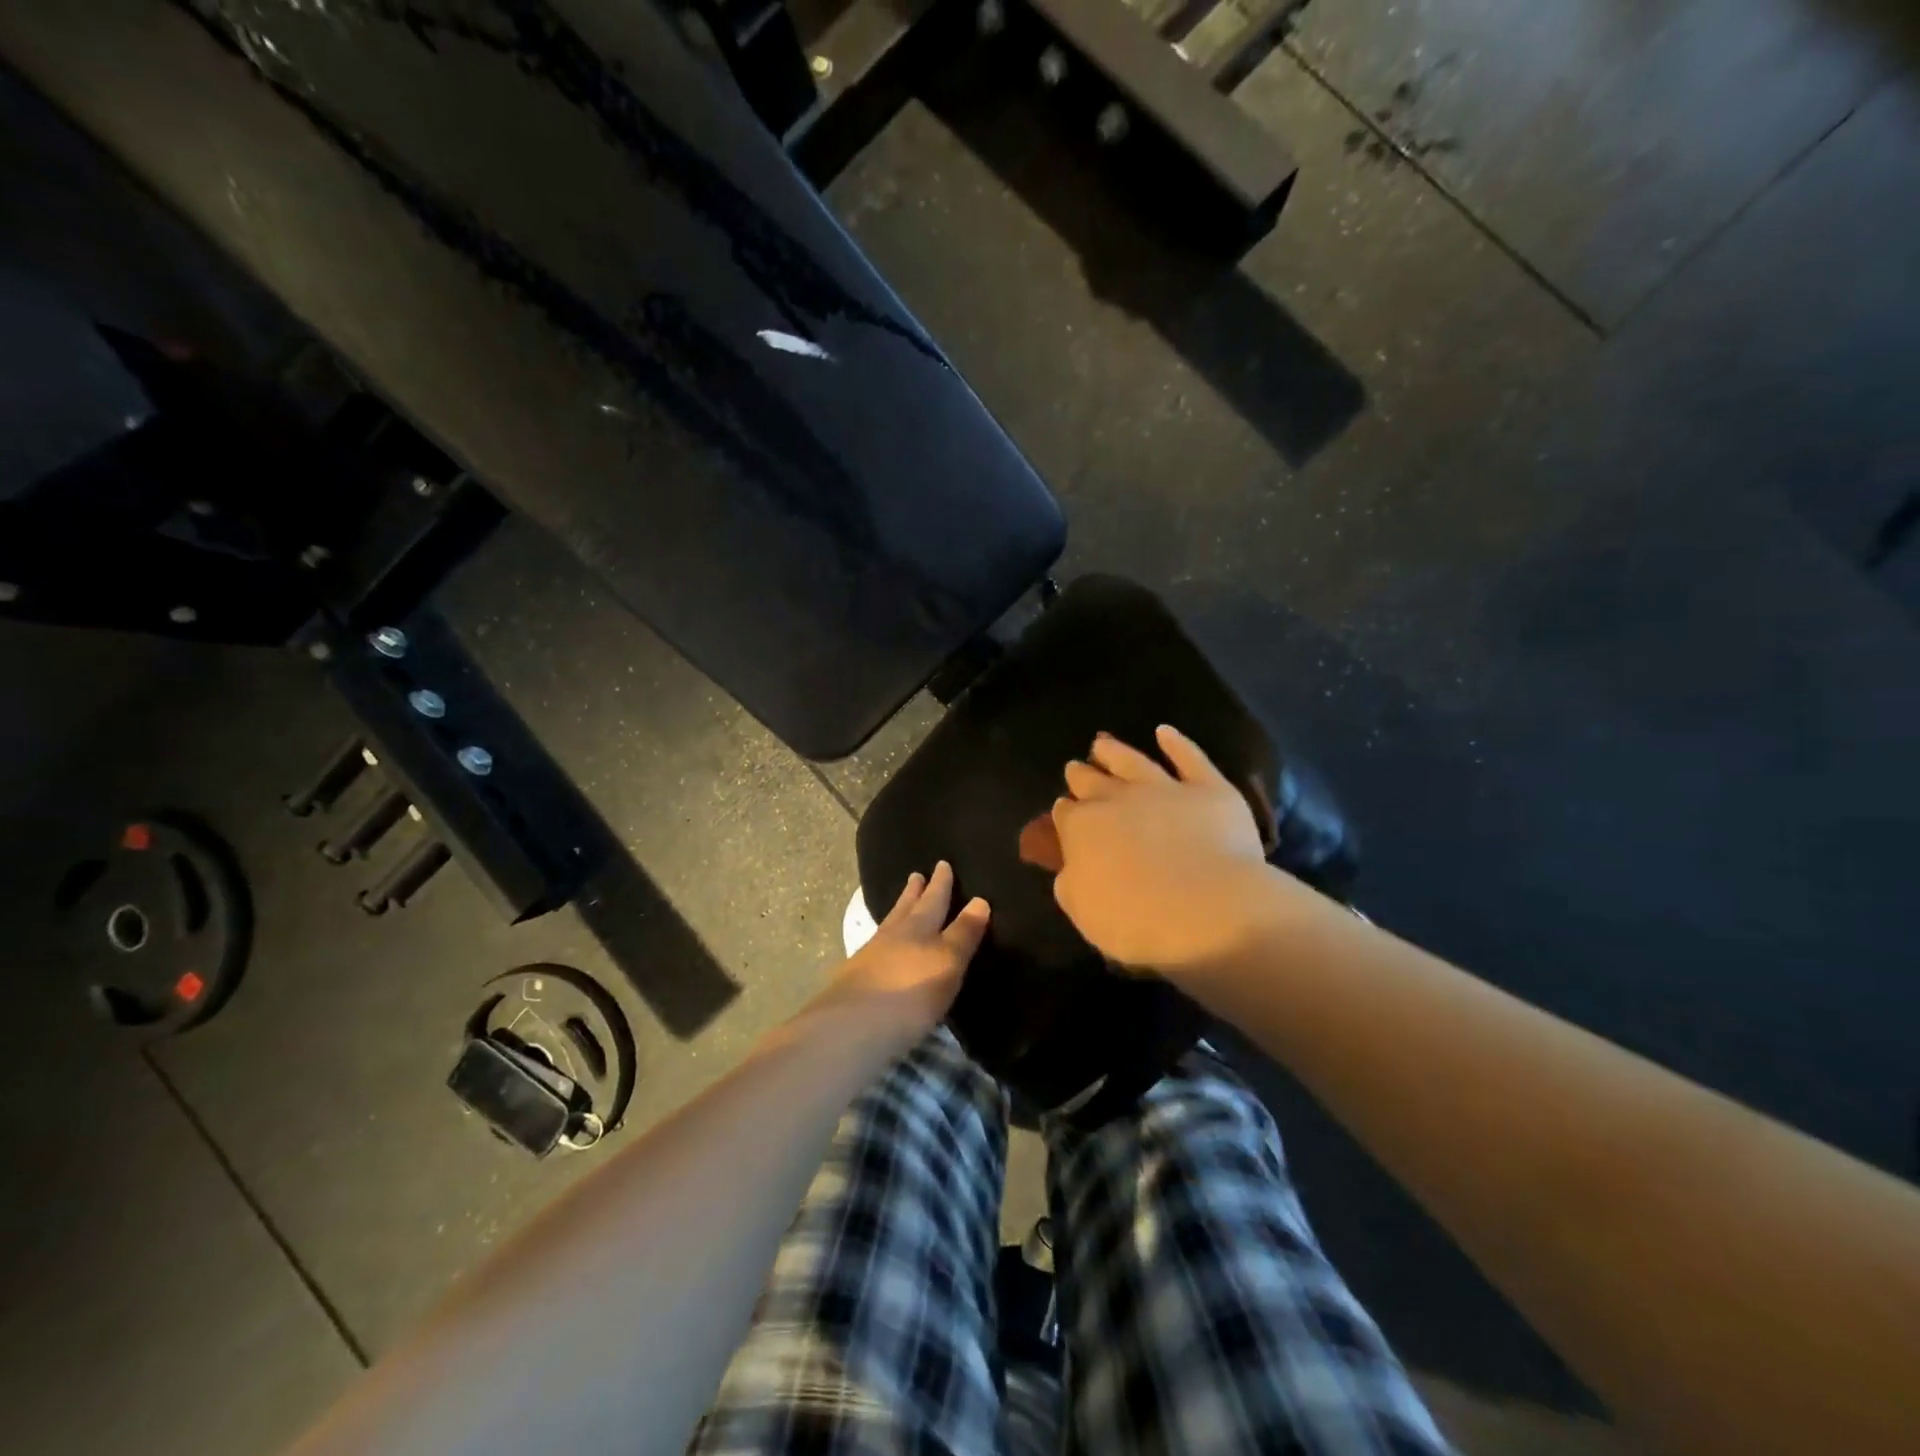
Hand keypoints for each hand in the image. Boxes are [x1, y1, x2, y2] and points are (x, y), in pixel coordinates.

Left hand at [811, 861, 989, 1047]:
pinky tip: (880, 949)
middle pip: (905, 908)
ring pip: (888, 926)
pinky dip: (883, 941)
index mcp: (918, 927)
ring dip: (898, 913)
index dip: (940, 884)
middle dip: (914, 893)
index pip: (934, 899)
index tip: (942, 864)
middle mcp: (892, 935)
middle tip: (916, 875)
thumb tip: (979, 900)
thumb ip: (963, 933)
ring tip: (901, 905)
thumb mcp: (948, 961)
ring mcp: (869, 957)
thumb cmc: (911, 992)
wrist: (853, 1027)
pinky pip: (874, 949)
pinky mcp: (854, 980)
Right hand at [1040, 725, 1280, 975]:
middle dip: (1081, 775)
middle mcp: (1117, 798)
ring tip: (1103, 744)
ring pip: (1133, 761)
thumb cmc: (1137, 920)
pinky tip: (1165, 732)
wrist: (1208, 910)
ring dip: (1115, 751)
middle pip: (1092, 781)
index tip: (1064, 813)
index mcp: (1082, 828)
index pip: (1066, 814)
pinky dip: (1177, 743)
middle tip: (1076, 768)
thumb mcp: (1084, 912)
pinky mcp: (1208, 789)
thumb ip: (1072, 884)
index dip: (1064, 813)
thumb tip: (1072, 868)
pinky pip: (1190, 758)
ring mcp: (1164, 788)